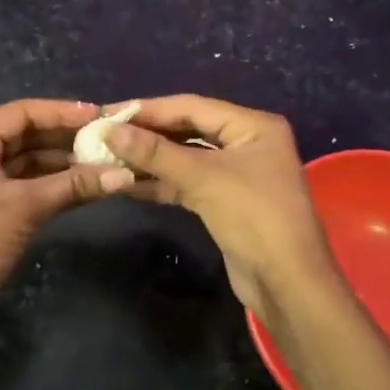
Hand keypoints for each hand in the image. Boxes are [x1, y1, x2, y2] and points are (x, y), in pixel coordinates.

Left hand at [0, 99, 133, 332]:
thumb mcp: (25, 207)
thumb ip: (74, 185)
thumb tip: (125, 174)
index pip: (22, 113)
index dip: (63, 112)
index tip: (101, 115)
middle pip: (26, 135)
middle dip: (66, 138)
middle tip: (109, 140)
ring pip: (28, 161)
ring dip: (63, 163)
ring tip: (105, 163)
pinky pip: (26, 184)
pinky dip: (53, 185)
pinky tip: (86, 186)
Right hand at [101, 96, 342, 327]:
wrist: (286, 283)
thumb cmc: (253, 217)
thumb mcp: (202, 178)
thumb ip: (155, 152)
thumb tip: (110, 130)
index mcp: (252, 125)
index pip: (191, 106)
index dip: (148, 109)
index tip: (108, 113)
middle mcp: (247, 142)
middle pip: (188, 129)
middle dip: (147, 134)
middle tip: (103, 135)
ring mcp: (236, 173)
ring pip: (185, 158)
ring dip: (149, 160)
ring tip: (107, 157)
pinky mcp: (225, 201)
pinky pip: (187, 182)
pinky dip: (160, 182)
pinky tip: (126, 183)